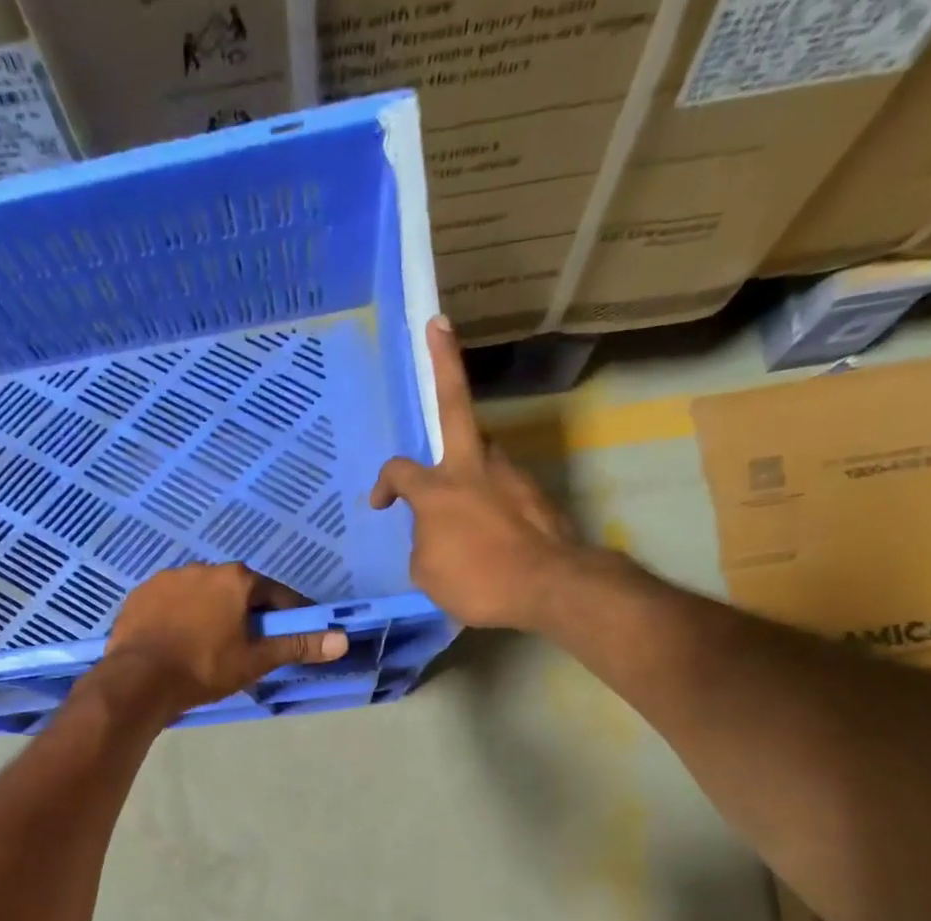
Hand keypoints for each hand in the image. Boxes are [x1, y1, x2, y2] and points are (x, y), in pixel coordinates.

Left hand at [102, 562, 348, 715]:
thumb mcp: (255, 660)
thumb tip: (342, 639)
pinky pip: (170, 603)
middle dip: (246, 614)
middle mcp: (203, 568)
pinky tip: (175, 641)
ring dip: (210, 613)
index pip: (274, 594)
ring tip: (207, 646)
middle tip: (246, 647)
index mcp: (236, 579)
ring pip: (201, 595)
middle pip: (236, 591)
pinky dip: (178, 617)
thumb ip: (297, 645)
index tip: (290, 635)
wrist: (138, 680)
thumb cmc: (204, 669)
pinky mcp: (140, 594)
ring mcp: (167, 578)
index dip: (287, 615)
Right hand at [370, 317, 583, 630]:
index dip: (384, 485)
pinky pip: (501, 487)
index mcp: (437, 489)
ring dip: (468, 459)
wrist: (549, 586)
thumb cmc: (477, 581)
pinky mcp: (534, 491)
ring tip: (461, 489)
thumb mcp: (427, 572)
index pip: (399, 471)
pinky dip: (490, 499)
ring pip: (481, 452)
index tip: (381, 504)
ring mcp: (509, 474)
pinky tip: (491, 528)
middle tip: (438, 326)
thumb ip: (424, 540)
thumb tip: (435, 532)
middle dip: (444, 362)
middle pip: (454, 404)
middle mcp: (473, 468)